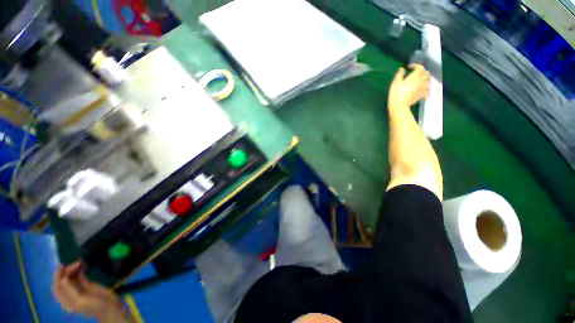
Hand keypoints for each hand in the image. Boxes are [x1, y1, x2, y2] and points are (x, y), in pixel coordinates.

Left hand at [52, 261, 124, 321]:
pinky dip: (80, 269)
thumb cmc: (95, 307)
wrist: (111, 307)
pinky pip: (80, 276)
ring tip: (80, 261)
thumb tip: (64, 277)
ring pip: (71, 277)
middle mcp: (70, 294)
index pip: (57, 286)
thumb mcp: (80, 301)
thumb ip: (70, 291)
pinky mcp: (87, 285)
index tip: (63, 265)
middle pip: (63, 281)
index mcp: (66, 300)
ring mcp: (79, 289)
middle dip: (66, 271)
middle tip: (75, 263)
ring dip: (73, 269)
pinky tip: (84, 263)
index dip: (58, 276)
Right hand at [388, 64, 429, 108]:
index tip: (409, 67)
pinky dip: (425, 88)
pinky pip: (427, 90)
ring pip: (428, 80)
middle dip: (421, 71)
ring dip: (424, 79)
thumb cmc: (396, 93)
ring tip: (419, 80)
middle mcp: (422, 80)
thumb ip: (399, 74)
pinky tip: (421, 90)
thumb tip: (402, 69)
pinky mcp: (422, 94)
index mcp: (416, 75)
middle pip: (425, 73)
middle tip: (415, 73)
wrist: (400, 106)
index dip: (415, 65)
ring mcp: (423, 88)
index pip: (419, 67)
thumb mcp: (396, 82)